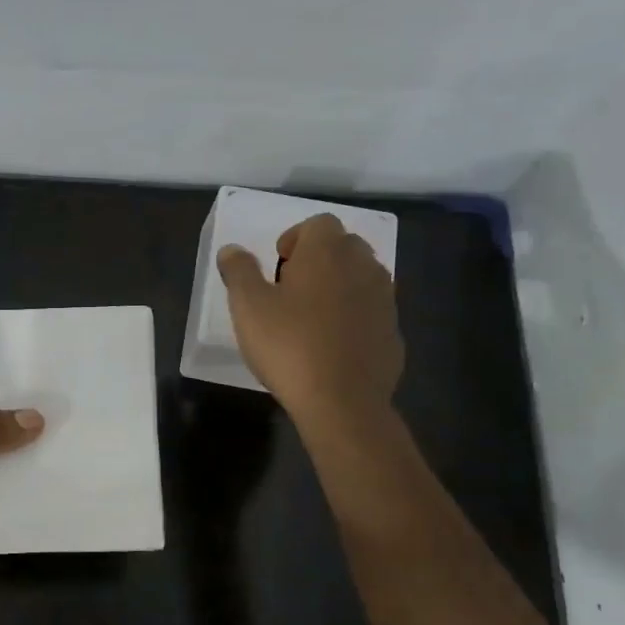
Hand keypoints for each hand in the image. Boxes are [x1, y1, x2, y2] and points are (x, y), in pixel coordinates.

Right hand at [217, 214, 402, 421]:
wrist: (342, 401)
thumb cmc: (289, 346)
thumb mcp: (248, 307)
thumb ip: (239, 271)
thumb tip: (232, 249)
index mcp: (327, 252)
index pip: (318, 223)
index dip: (295, 238)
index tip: (277, 266)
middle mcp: (363, 266)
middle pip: (344, 246)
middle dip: (319, 259)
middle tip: (291, 289)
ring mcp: (384, 299)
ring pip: (361, 277)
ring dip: (339, 286)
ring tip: (312, 316)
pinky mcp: (393, 332)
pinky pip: (371, 311)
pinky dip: (354, 316)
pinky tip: (332, 345)